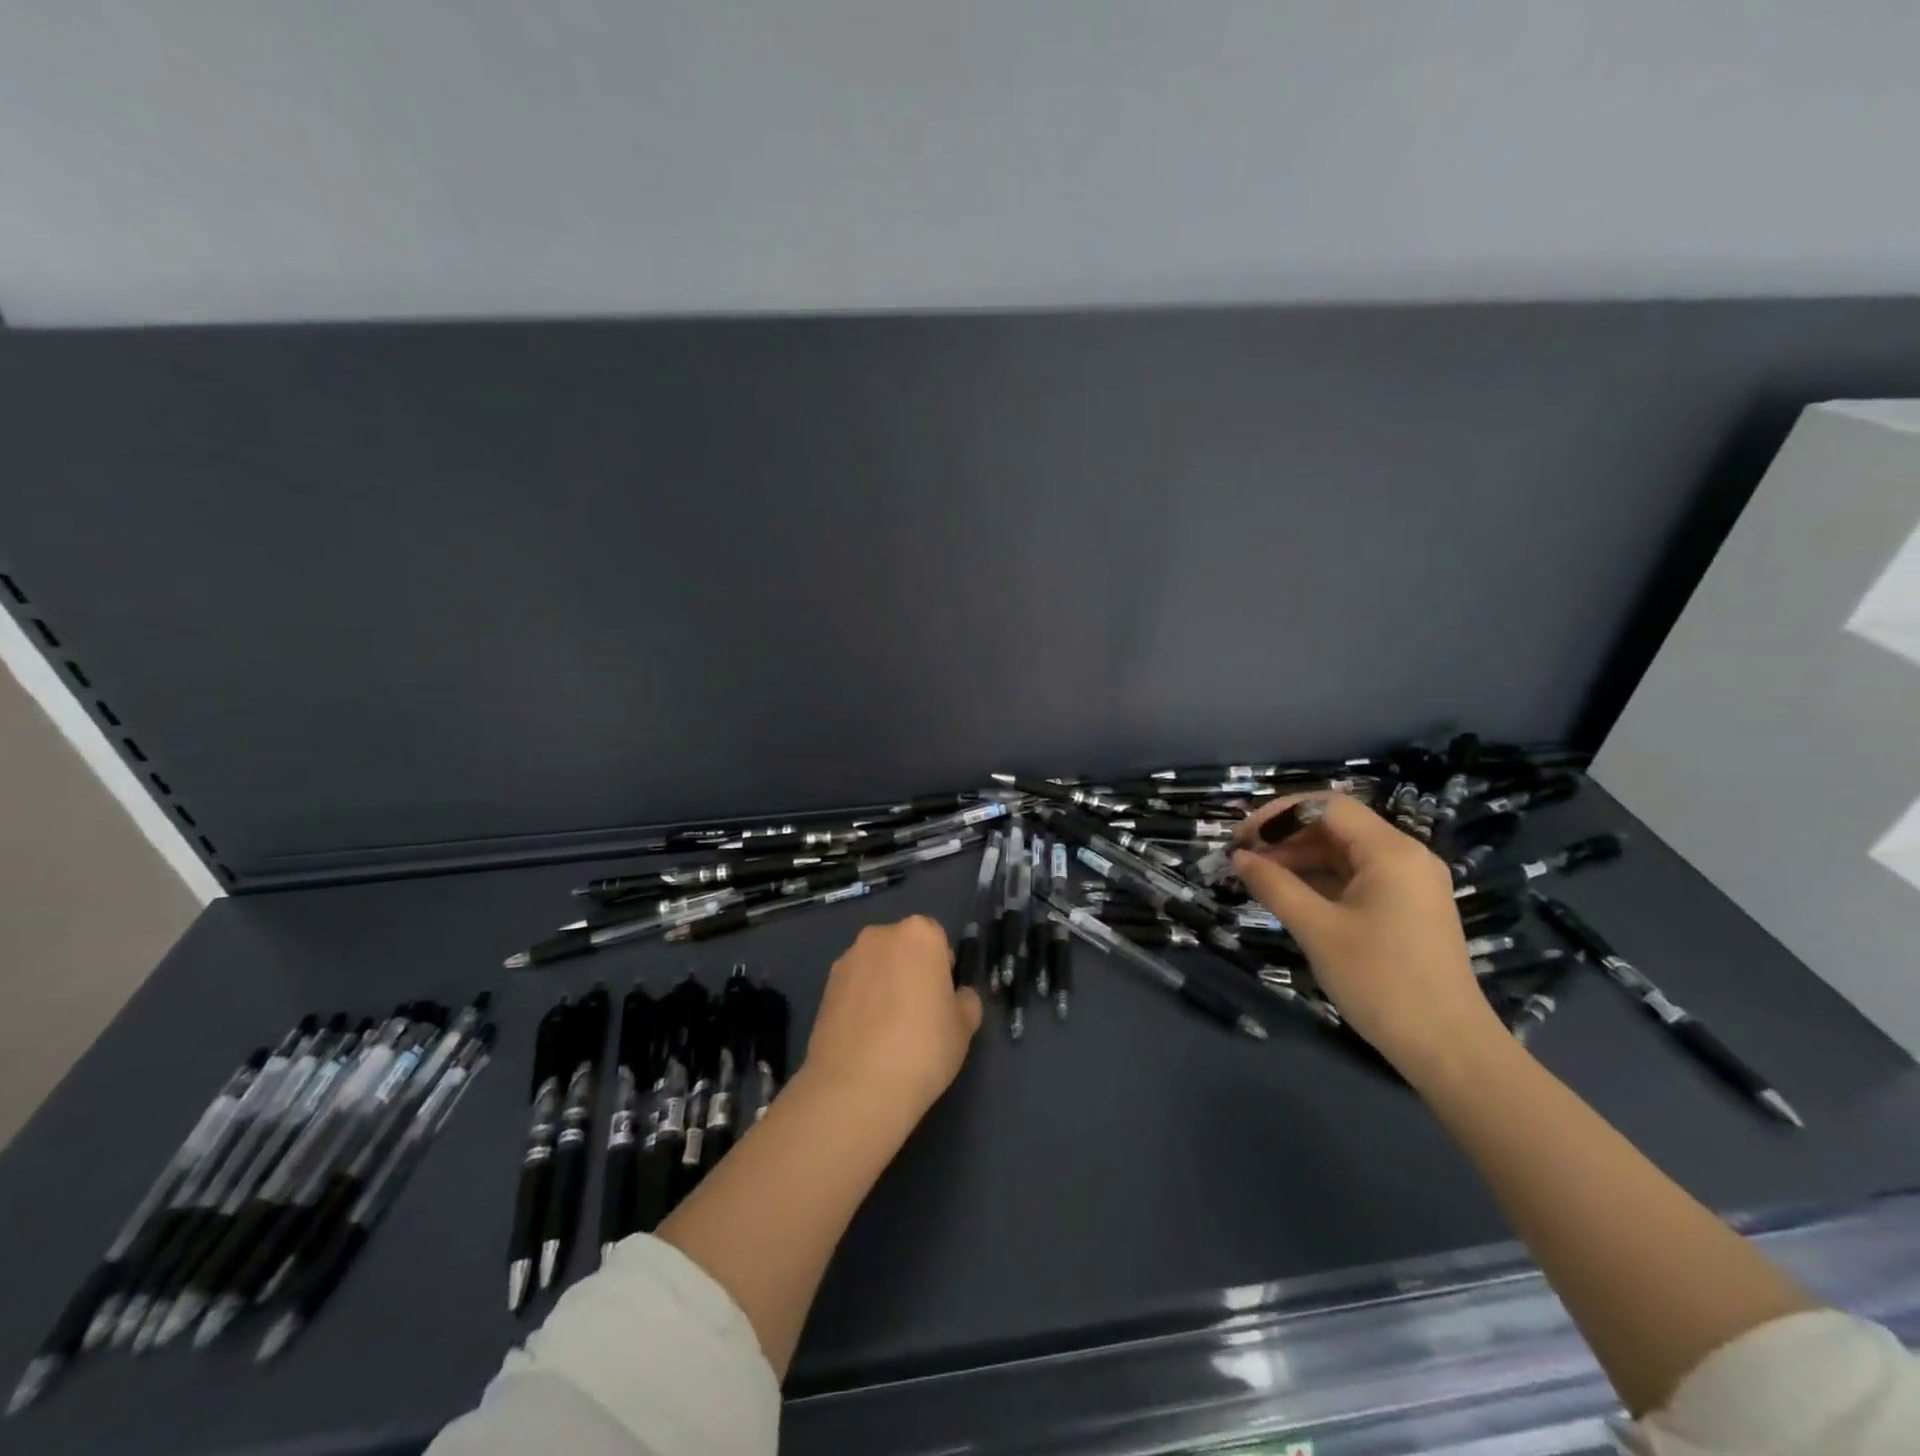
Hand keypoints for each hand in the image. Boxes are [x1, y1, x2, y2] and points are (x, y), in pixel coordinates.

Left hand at [804, 916, 983, 1117]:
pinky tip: (866, 1038)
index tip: (943, 998)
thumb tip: (956, 996)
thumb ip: (965, 1001)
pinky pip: (853, 987)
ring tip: (888, 1030)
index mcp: (919, 934)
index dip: (943, 967)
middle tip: (918, 1013)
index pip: (937, 938)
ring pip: (875, 966)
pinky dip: (861, 1002)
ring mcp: (847, 960)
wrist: (856, 1087)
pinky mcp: (824, 988)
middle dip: (910, 970)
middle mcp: (880, 936)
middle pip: (903, 947)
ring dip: (883, 984)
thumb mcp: (964, 1027)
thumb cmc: (923, 1047)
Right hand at [1231, 793, 1505, 1079]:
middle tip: (1243, 860)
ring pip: (1344, 854)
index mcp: (1391, 852)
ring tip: (1258, 879)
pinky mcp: (1407, 909)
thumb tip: (1239, 858)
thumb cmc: (1380, 981)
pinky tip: (1290, 897)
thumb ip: (1274, 885)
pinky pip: (1357, 878)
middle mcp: (1406, 857)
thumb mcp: (1317, 930)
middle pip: (1336, 827)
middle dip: (1286, 838)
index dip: (1278, 815)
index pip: (1326, 807)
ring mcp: (1410, 884)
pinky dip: (1321, 881)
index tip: (1241, 838)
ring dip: (1300, 860)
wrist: (1448, 1048)